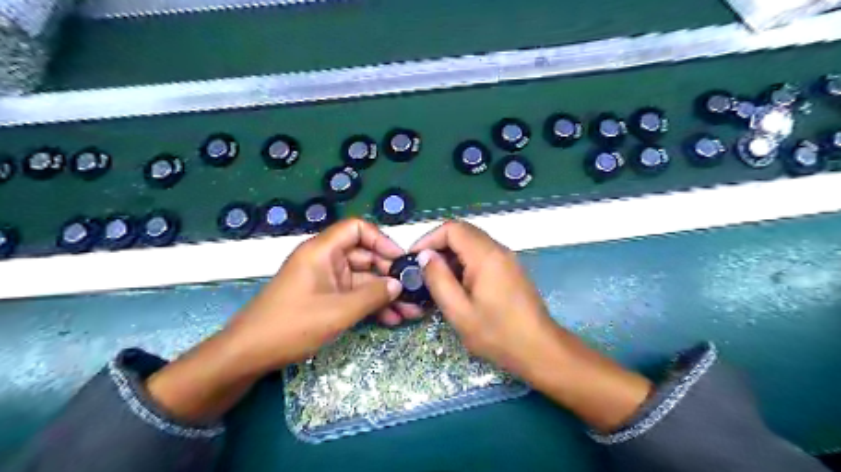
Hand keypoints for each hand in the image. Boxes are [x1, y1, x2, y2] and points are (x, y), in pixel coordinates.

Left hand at [224, 218, 411, 376]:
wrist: (248, 355)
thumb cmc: (291, 325)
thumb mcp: (338, 311)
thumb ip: (372, 295)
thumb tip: (398, 284)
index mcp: (322, 251)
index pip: (357, 229)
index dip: (381, 240)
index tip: (400, 260)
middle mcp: (326, 260)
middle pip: (365, 256)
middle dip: (390, 274)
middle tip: (413, 292)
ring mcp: (326, 281)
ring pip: (363, 279)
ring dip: (385, 294)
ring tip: (410, 311)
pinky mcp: (326, 299)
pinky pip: (354, 295)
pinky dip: (371, 305)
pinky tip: (392, 319)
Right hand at [411, 221, 652, 430]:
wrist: (539, 349)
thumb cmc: (497, 333)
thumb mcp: (459, 311)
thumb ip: (439, 279)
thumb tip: (425, 256)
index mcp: (485, 256)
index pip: (452, 228)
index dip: (429, 239)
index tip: (414, 259)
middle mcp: (498, 249)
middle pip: (462, 232)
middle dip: (438, 246)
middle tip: (423, 270)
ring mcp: (507, 258)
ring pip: (472, 242)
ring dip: (451, 255)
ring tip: (437, 279)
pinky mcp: (510, 268)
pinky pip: (482, 254)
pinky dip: (464, 262)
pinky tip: (458, 285)